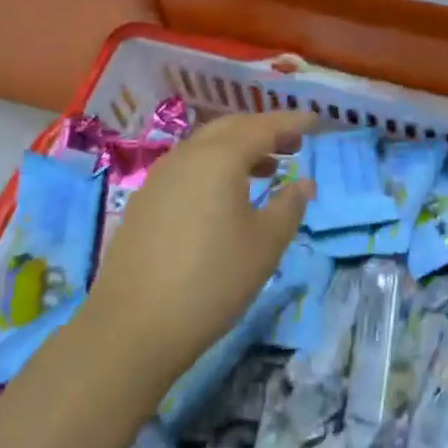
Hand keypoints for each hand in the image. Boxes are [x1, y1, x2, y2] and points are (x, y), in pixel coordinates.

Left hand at [87, 111, 314, 382]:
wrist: (132, 327)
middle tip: (292, 143)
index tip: (315, 120)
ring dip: (238, 148)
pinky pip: (187, 167)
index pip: (264, 126)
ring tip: (264, 169)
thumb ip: (290, 206)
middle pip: (231, 127)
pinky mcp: (144, 201)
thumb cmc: (211, 280)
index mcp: (220, 157)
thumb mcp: (265, 244)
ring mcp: (160, 176)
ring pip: (206, 146)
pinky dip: (213, 167)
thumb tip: (304, 183)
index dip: (292, 122)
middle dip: (264, 130)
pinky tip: (222, 196)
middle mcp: (188, 155)